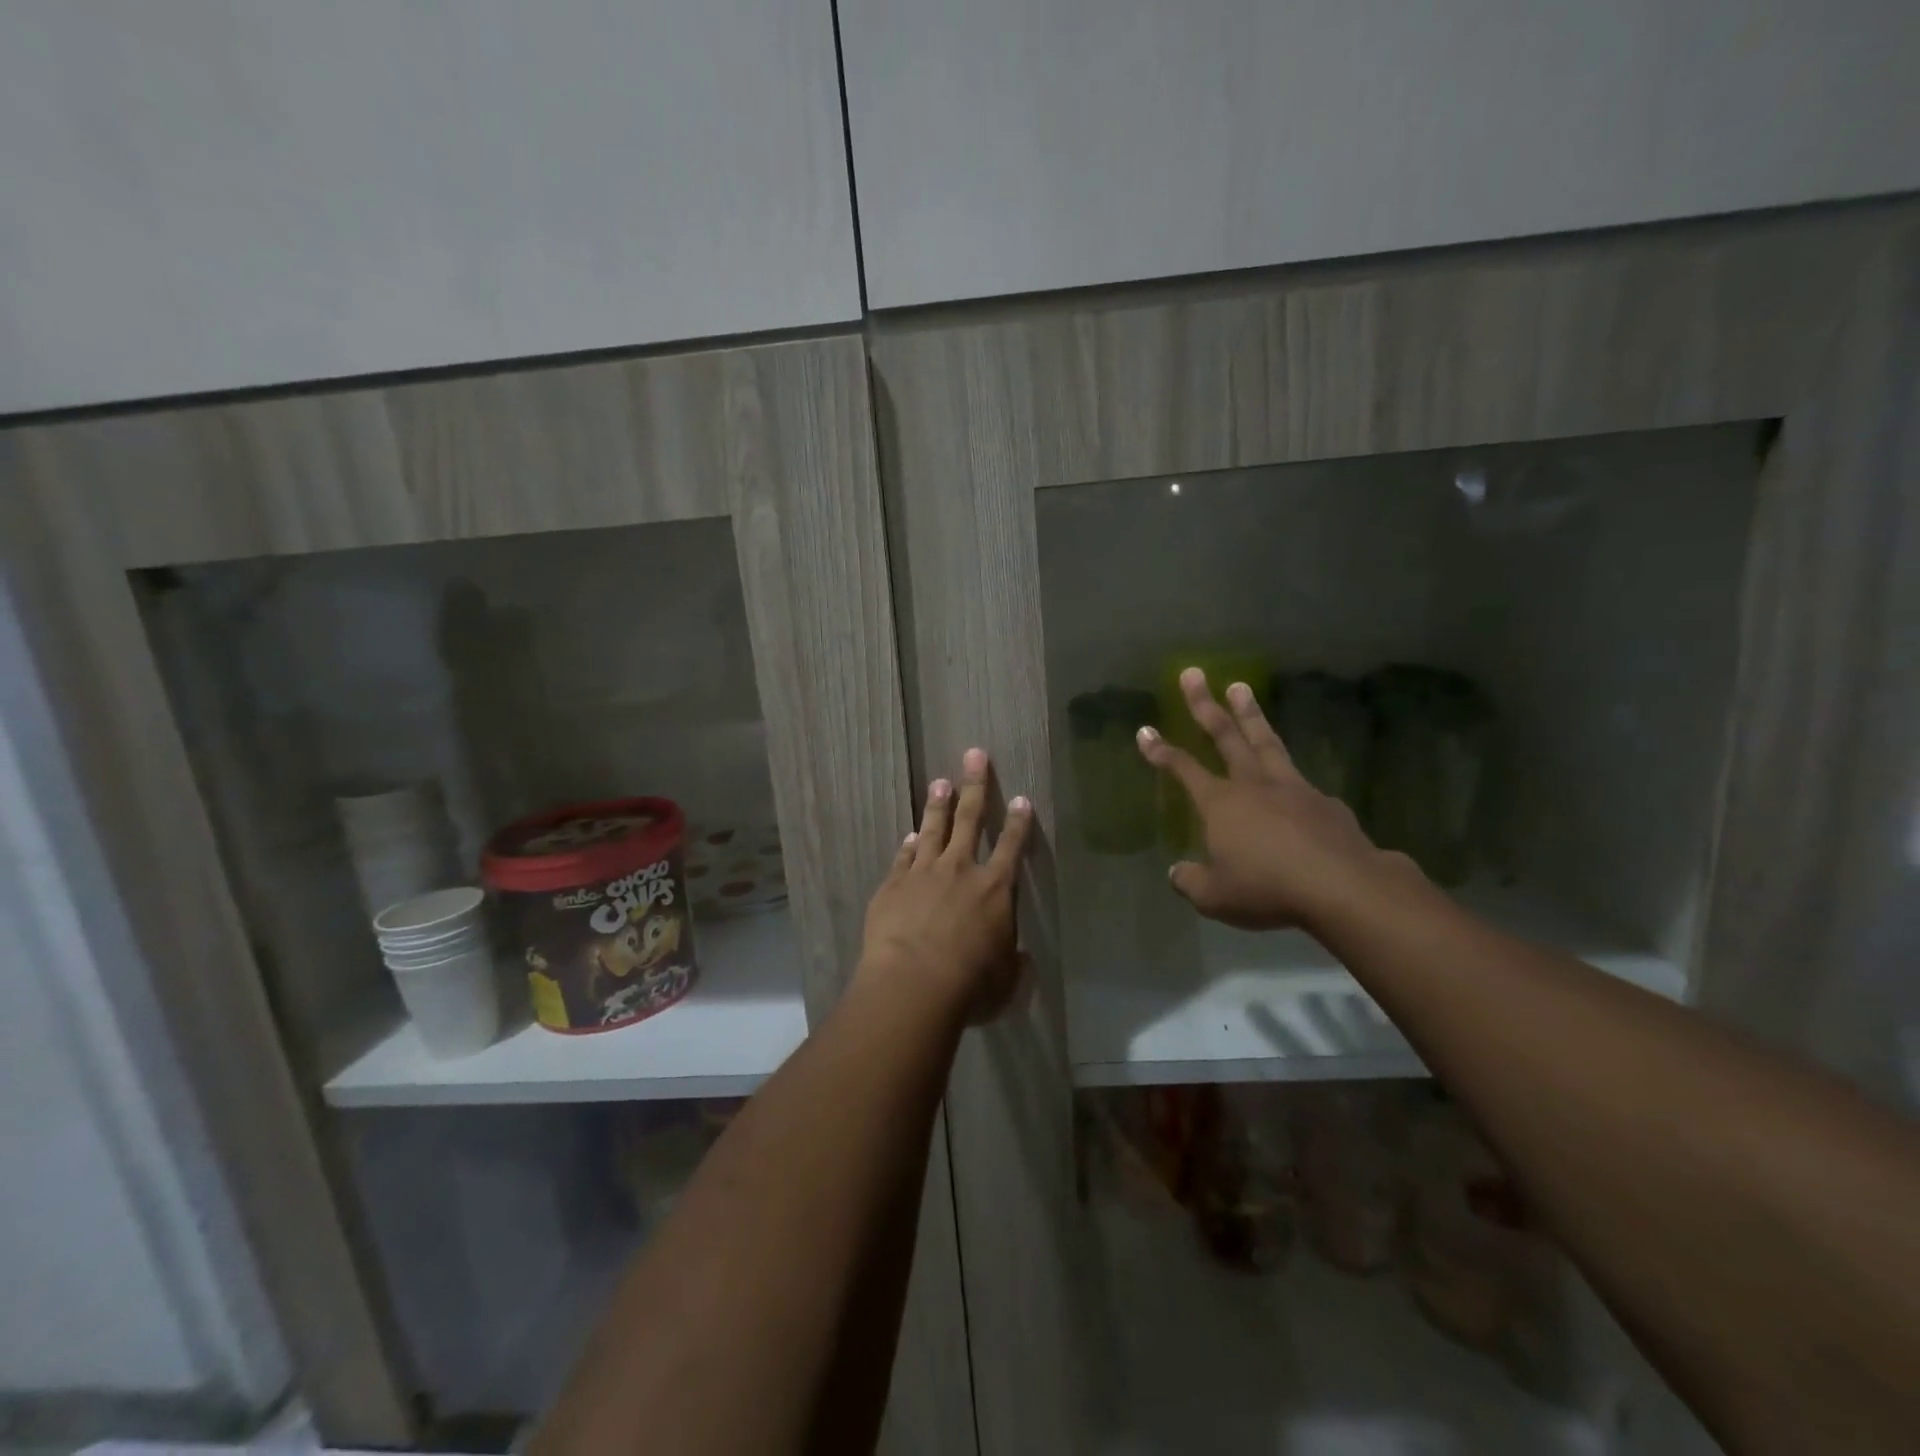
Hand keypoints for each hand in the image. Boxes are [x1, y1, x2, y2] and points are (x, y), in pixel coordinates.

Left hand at [858, 748, 1034, 1022]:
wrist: (913, 984)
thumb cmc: (970, 986)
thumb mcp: (1005, 983)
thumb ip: (1014, 966)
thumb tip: (1021, 960)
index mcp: (995, 890)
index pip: (1012, 847)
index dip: (1019, 822)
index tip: (1022, 798)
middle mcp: (961, 870)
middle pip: (970, 819)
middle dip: (975, 785)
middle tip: (974, 755)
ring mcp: (923, 873)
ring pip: (933, 830)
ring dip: (938, 806)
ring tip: (940, 782)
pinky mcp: (893, 885)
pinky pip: (903, 857)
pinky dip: (908, 845)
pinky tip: (909, 836)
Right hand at [1136, 668, 1422, 932]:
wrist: (1342, 887)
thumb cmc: (1267, 888)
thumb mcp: (1215, 896)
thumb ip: (1191, 881)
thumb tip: (1177, 872)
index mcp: (1220, 804)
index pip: (1183, 769)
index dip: (1160, 751)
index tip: (1144, 730)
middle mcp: (1253, 785)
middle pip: (1226, 736)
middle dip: (1205, 704)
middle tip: (1194, 673)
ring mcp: (1292, 788)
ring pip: (1266, 742)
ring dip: (1251, 714)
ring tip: (1241, 687)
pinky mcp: (1324, 802)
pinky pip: (1300, 780)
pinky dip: (1289, 773)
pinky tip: (1292, 782)